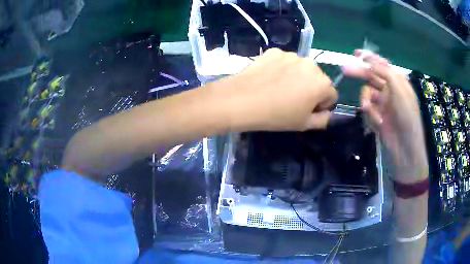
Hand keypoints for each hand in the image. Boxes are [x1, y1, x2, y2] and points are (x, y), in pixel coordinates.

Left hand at [215, 48, 337, 130]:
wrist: (241, 100)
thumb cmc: (276, 116)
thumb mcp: (304, 125)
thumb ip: (323, 120)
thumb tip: (327, 113)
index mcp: (323, 83)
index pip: (331, 95)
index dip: (321, 105)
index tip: (306, 110)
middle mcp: (312, 64)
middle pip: (317, 79)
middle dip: (310, 89)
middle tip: (291, 100)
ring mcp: (292, 55)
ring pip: (301, 68)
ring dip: (296, 77)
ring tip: (278, 88)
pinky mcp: (275, 51)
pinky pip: (284, 61)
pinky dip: (281, 69)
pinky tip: (268, 78)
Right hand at [342, 50, 427, 183]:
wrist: (405, 147)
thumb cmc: (407, 115)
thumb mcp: (399, 89)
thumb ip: (385, 72)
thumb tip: (370, 61)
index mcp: (398, 81)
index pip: (382, 65)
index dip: (370, 58)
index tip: (356, 53)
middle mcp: (390, 89)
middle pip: (371, 76)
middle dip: (360, 73)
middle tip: (344, 69)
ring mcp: (383, 103)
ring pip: (367, 93)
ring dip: (366, 99)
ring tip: (368, 108)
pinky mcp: (377, 115)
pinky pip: (368, 108)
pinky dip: (370, 113)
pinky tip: (377, 121)